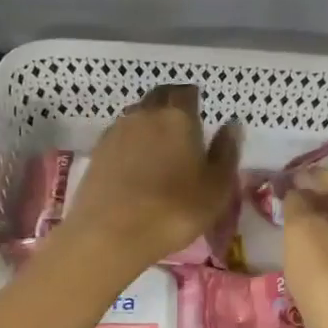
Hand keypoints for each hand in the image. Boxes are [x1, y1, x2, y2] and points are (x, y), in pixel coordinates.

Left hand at [59, 84, 240, 273]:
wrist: (111, 234)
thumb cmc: (175, 211)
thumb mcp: (216, 188)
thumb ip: (226, 152)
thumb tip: (232, 124)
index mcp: (178, 117)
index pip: (187, 93)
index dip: (194, 100)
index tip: (200, 115)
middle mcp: (144, 114)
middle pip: (159, 98)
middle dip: (170, 106)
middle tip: (181, 129)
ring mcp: (116, 132)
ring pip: (136, 117)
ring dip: (148, 125)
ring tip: (158, 149)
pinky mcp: (96, 153)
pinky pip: (119, 138)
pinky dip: (130, 145)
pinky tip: (135, 166)